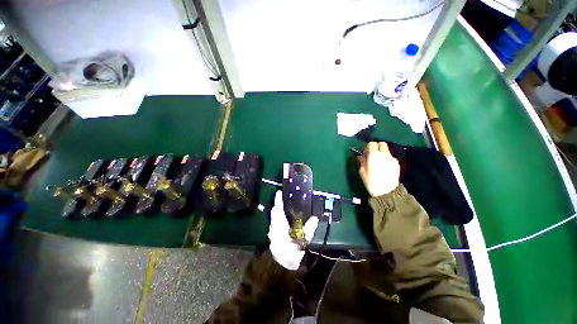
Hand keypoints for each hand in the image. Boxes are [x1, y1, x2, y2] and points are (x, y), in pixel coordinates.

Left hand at [268, 191, 318, 269]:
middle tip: (283, 198)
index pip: (278, 209)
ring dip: (277, 211)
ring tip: (283, 206)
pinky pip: (274, 223)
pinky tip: (283, 219)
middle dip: (278, 204)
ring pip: (273, 217)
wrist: (283, 267)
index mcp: (280, 225)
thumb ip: (309, 228)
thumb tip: (315, 218)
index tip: (279, 192)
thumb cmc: (293, 252)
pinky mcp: (273, 236)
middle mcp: (274, 227)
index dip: (278, 200)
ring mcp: (272, 232)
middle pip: (274, 212)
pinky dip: (277, 218)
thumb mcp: (303, 239)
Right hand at [358, 142, 399, 196]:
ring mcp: (392, 158)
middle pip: (381, 143)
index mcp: (374, 155)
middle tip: (372, 154)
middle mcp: (384, 154)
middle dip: (376, 147)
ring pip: (386, 150)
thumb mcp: (362, 171)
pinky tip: (384, 167)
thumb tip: (361, 156)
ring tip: (378, 161)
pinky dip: (386, 158)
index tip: (366, 153)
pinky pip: (390, 157)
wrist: (387, 192)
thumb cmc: (371, 181)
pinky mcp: (396, 163)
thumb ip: (362, 161)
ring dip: (382, 153)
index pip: (371, 144)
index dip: (368, 147)